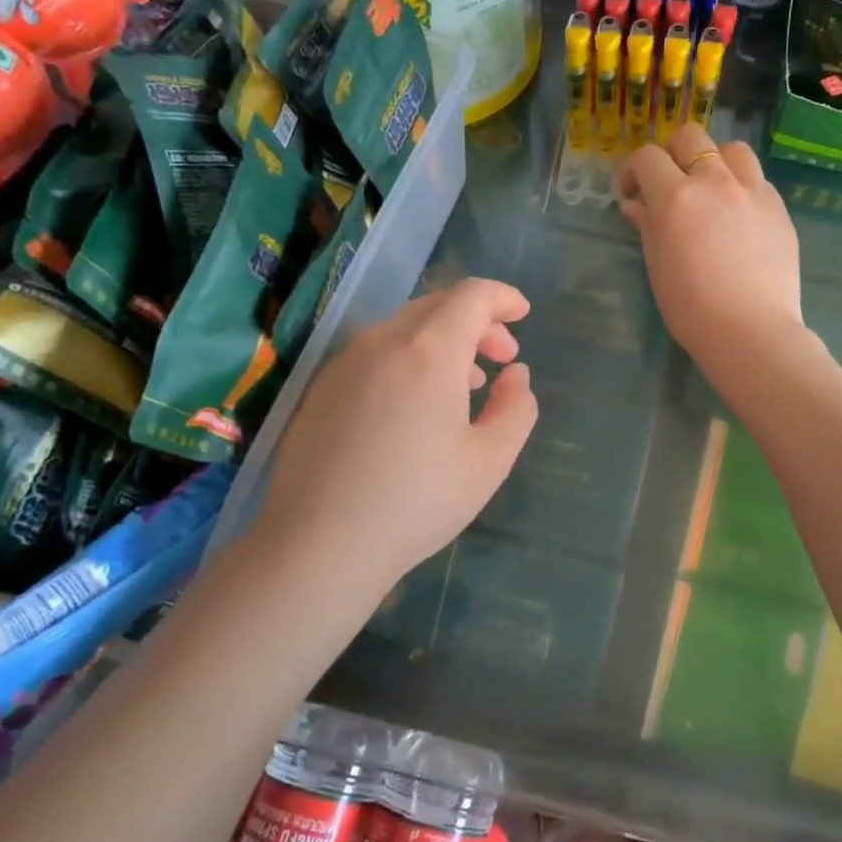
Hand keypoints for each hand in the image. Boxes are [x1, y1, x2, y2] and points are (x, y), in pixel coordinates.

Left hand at [245, 278, 537, 587]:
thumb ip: (516, 407)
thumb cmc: (417, 501)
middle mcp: (383, 342)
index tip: (523, 313)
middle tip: (502, 357)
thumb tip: (515, 375)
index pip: (472, 296)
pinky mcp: (321, 389)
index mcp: (429, 350)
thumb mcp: (489, 460)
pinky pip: (376, 354)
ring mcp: (345, 364)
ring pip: (404, 329)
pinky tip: (415, 405)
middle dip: (477, 322)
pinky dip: (409, 360)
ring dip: (444, 342)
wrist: (318, 545)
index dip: (503, 298)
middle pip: (437, 306)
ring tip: (466, 384)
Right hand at [617, 124, 803, 370]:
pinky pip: (757, 179)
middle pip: (691, 137)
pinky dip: (741, 186)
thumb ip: (647, 226)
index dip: (632, 170)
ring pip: (732, 150)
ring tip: (710, 191)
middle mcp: (715, 182)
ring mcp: (753, 191)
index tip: (631, 193)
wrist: (751, 332)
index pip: (647, 158)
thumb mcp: (658, 267)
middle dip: (672, 154)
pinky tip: (738, 215)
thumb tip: (636, 204)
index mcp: (676, 198)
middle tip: (668, 184)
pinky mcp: (779, 207)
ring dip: (714, 162)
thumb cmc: (692, 309)